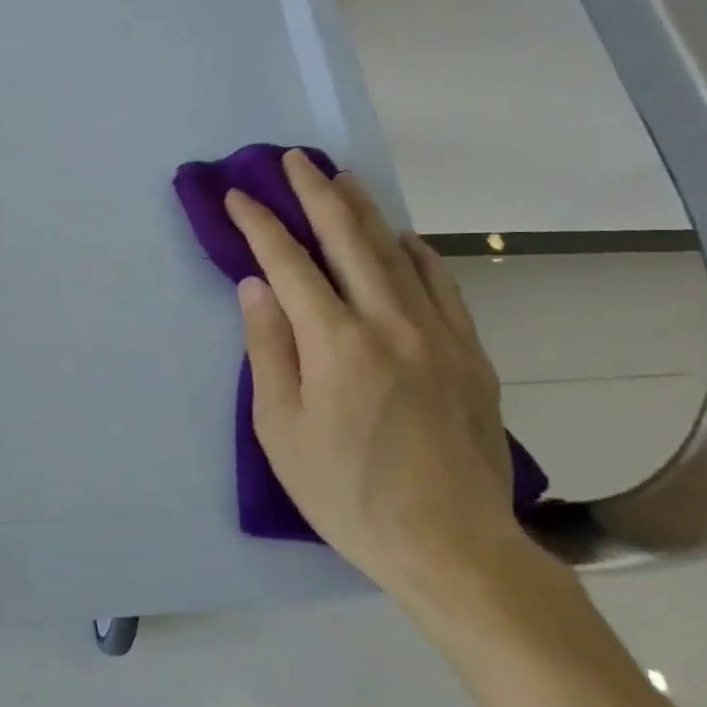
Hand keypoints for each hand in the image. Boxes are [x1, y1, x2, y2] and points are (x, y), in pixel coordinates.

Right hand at [224, 151, 523, 603]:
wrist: (453, 548)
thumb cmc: (347, 494)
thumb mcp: (281, 430)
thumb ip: (268, 350)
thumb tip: (255, 286)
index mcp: (335, 344)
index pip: (288, 264)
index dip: (260, 225)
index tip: (238, 196)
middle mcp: (388, 323)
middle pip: (347, 240)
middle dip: (315, 193)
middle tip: (295, 158)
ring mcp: (437, 334)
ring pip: (396, 252)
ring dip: (364, 210)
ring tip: (342, 179)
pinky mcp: (469, 353)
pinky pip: (441, 285)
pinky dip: (417, 253)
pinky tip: (402, 238)